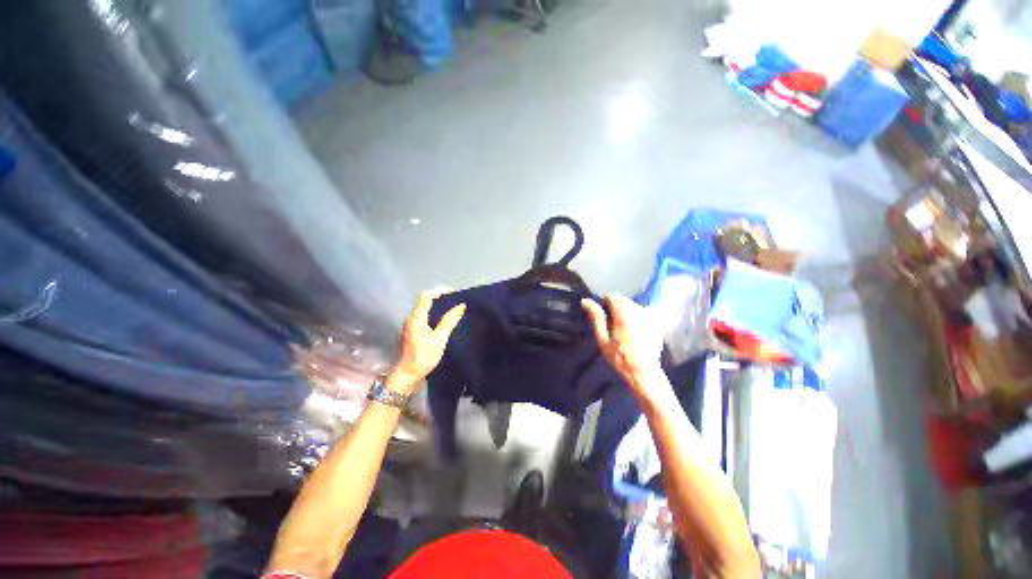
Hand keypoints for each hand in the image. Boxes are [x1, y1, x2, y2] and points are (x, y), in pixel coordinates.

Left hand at [388, 287, 465, 394]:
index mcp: (417, 318)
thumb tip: (461, 306)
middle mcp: (412, 318)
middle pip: (424, 300)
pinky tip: (444, 319)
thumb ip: (449, 321)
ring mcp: (411, 324)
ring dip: (437, 304)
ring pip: (424, 308)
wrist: (408, 374)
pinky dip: (434, 312)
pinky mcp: (413, 330)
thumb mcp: (439, 339)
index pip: (426, 296)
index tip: (454, 292)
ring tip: (452, 307)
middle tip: (455, 299)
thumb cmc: (423, 357)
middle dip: (440, 296)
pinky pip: (424, 315)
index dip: (440, 291)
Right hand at [582, 293, 664, 399]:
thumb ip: (596, 317)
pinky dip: (639, 320)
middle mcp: (639, 310)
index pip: (613, 296)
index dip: (606, 305)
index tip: (606, 320)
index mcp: (623, 312)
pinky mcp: (657, 323)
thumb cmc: (618, 356)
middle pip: (624, 300)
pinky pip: (644, 314)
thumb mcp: (602, 338)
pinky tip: (638, 334)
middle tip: (615, 328)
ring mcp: (650, 316)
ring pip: (634, 307)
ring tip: (627, 332)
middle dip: (618, 309)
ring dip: (628, 314)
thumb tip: (585, 300)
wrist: (642, 371)